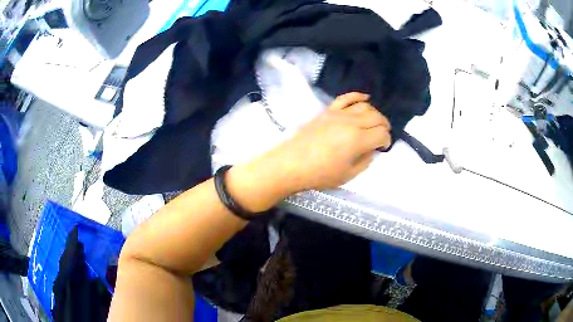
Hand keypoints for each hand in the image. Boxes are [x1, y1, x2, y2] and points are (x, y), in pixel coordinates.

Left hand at [227, 92, 390, 211]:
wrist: (290, 164)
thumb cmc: (319, 174)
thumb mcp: (348, 175)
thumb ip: (365, 161)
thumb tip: (371, 149)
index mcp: (357, 140)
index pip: (381, 133)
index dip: (386, 140)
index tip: (383, 147)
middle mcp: (350, 122)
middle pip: (376, 117)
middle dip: (384, 126)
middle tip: (382, 135)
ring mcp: (338, 114)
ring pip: (364, 106)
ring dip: (375, 113)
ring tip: (375, 122)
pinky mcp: (327, 111)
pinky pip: (345, 98)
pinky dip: (357, 96)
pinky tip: (365, 98)